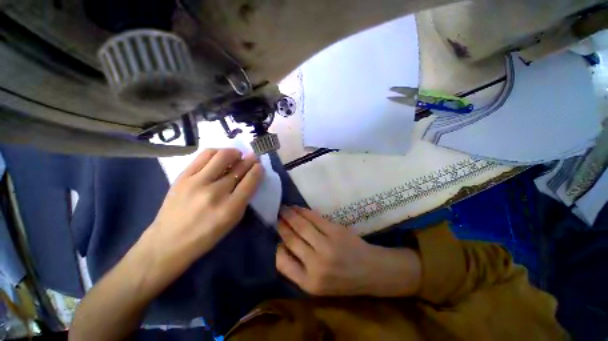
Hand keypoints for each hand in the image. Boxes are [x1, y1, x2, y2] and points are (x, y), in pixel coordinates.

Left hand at [146, 148, 263, 265]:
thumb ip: (244, 198)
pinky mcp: (183, 176)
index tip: (260, 166)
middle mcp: (215, 193)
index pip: (250, 181)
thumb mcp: (232, 221)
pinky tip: (220, 156)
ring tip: (236, 156)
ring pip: (222, 156)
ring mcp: (197, 182)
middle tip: (252, 157)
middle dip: (250, 160)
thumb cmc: (206, 235)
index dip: (258, 170)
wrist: (168, 241)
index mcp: (230, 208)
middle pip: (238, 167)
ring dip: (234, 153)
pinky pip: (204, 155)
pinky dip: (217, 152)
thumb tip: (250, 176)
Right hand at [276, 206, 421, 296]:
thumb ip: (298, 269)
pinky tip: (298, 208)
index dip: (276, 246)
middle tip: (276, 214)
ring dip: (290, 215)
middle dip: (281, 224)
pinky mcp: (335, 231)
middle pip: (291, 239)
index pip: (282, 262)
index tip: (275, 235)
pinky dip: (304, 211)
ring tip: (284, 208)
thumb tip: (282, 245)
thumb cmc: (343, 280)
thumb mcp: (318, 286)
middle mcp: (315, 265)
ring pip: (301, 226)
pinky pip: (315, 218)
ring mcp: (326, 246)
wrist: (371, 271)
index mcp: (309, 283)